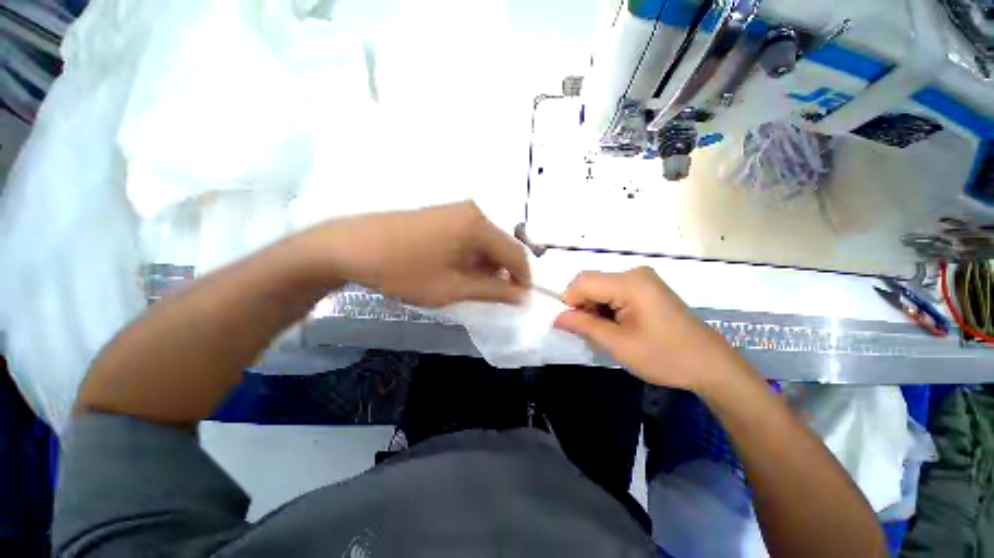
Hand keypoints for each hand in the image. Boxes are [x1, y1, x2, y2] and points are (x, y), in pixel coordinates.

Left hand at [303, 201, 530, 306]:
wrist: (348, 247)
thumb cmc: (403, 270)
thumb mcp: (452, 287)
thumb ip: (492, 291)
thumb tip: (521, 295)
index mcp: (478, 225)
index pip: (516, 253)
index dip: (522, 279)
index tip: (519, 301)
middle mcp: (473, 212)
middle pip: (501, 246)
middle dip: (502, 273)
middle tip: (491, 298)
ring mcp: (455, 211)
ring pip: (485, 243)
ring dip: (485, 266)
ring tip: (469, 287)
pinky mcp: (442, 215)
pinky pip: (469, 237)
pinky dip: (470, 257)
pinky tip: (455, 271)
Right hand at [554, 267, 737, 390]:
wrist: (711, 366)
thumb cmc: (665, 357)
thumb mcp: (618, 344)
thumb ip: (584, 326)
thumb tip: (556, 318)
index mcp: (630, 283)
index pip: (582, 281)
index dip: (570, 301)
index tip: (574, 325)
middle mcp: (635, 273)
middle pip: (591, 283)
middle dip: (583, 306)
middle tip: (593, 333)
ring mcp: (643, 279)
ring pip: (600, 288)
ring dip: (595, 309)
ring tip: (608, 333)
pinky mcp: (647, 288)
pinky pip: (613, 291)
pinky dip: (607, 308)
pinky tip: (618, 326)